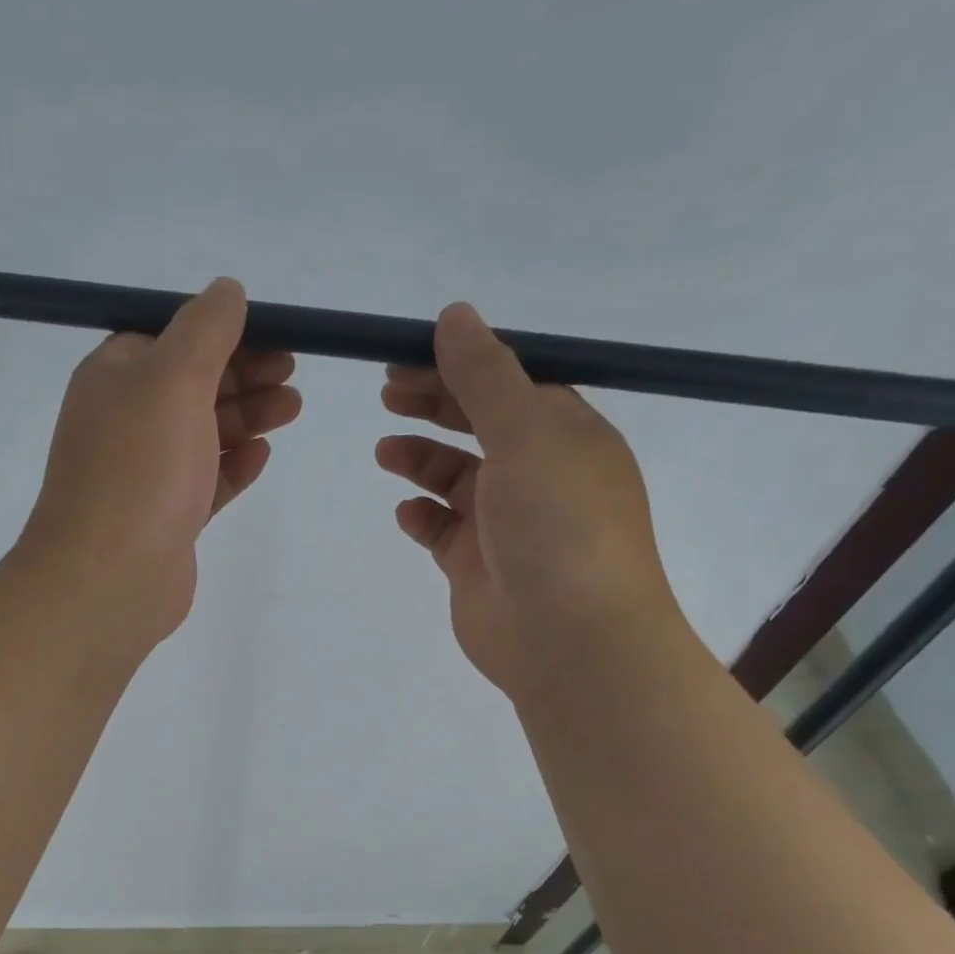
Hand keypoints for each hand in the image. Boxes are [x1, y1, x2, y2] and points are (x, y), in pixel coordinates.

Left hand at [16, 278, 299, 654]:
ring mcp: (144, 475)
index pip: (172, 340)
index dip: (224, 336)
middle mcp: (125, 422)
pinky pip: (204, 483)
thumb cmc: (140, 467)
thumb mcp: (175, 378)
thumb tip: (227, 290)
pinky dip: (232, 467)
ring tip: (291, 411)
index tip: (274, 338)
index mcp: (115, 378)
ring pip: (202, 435)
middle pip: (192, 387)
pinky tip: (260, 458)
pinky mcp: (165, 519)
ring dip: (246, 419)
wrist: (109, 576)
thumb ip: (206, 330)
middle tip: (292, 377)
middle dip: (244, 377)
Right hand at [376, 302, 679, 706]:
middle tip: (387, 392)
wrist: (569, 639)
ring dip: (421, 459)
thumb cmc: (558, 525)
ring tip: (385, 452)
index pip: (510, 384)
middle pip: (479, 425)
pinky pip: (442, 531)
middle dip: (434, 406)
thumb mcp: (526, 434)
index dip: (461, 365)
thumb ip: (485, 376)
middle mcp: (539, 474)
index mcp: (565, 435)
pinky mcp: (478, 565)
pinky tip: (407, 514)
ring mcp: (506, 523)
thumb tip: (455, 314)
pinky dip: (423, 517)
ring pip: (456, 478)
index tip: (409, 354)